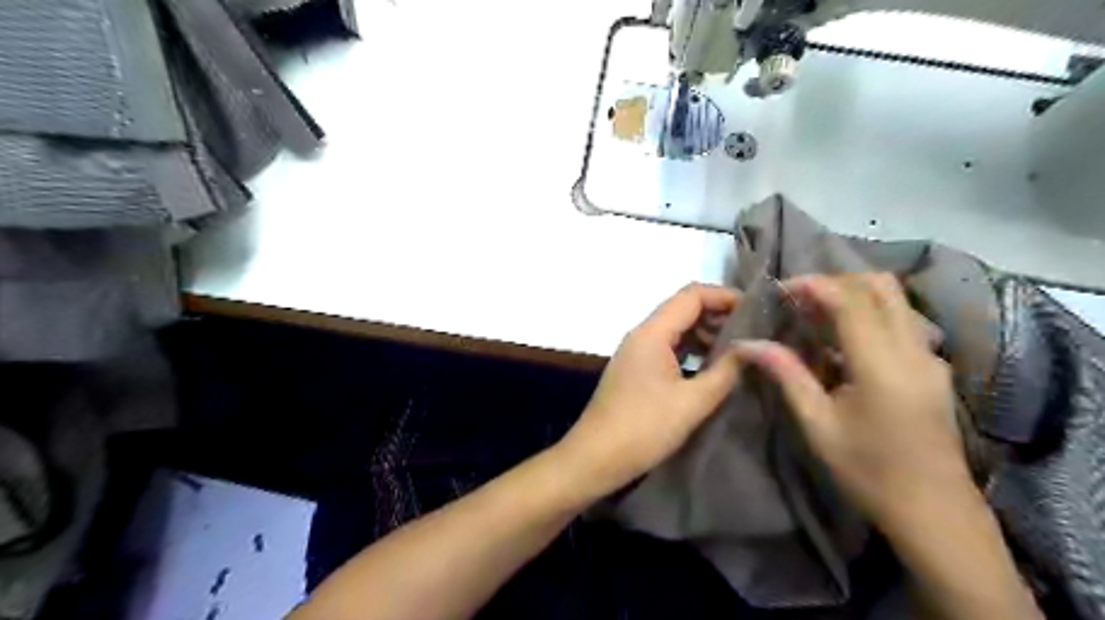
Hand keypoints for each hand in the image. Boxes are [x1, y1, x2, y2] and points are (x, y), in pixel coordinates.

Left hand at [561, 283, 740, 496]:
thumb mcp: (692, 401)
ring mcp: (636, 352)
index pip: (692, 295)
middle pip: (683, 309)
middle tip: (754, 332)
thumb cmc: (643, 428)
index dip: (725, 296)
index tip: (758, 310)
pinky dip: (691, 351)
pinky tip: (712, 368)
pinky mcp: (635, 370)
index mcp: (652, 333)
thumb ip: (726, 371)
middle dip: (719, 315)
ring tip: (740, 350)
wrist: (594, 457)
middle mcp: (641, 335)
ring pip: (675, 330)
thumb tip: (754, 348)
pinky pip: (667, 348)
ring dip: (706, 334)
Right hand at [736, 274, 968, 531]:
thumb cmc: (868, 471)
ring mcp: (929, 357)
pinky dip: (869, 313)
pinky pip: (901, 320)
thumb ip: (787, 374)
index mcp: (883, 365)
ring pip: (895, 300)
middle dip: (836, 281)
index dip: (814, 285)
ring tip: (815, 312)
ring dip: (853, 294)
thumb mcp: (818, 425)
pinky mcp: (933, 367)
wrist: (935, 512)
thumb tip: (747, 344)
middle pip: (880, 287)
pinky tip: (842, 339)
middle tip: (798, 297)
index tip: (780, 288)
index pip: (851, 301)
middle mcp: (914, 350)